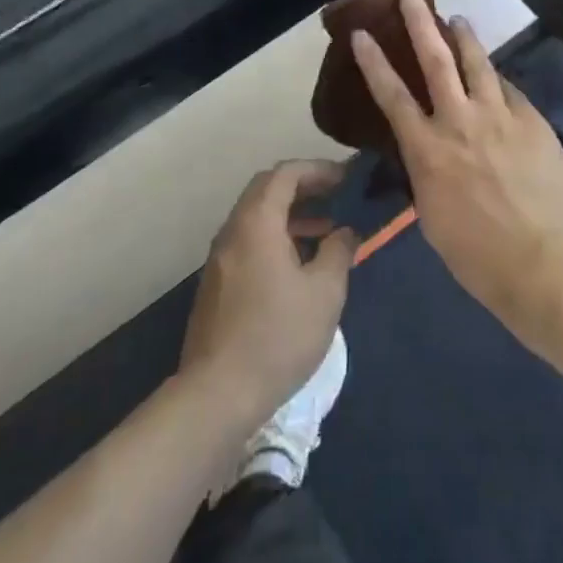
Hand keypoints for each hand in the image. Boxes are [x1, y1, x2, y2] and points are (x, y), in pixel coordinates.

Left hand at [179, 161, 357, 428]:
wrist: (217, 393)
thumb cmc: (278, 336)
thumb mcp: (324, 293)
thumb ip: (338, 252)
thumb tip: (345, 233)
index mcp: (257, 222)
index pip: (285, 174)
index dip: (317, 169)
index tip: (346, 177)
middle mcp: (233, 231)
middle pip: (266, 189)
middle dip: (303, 186)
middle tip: (335, 194)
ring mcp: (219, 258)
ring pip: (256, 217)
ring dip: (290, 213)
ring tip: (325, 229)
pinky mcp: (216, 284)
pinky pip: (248, 241)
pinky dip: (275, 236)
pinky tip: (298, 264)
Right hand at [351, 0, 562, 320]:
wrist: (547, 264)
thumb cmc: (480, 257)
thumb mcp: (435, 218)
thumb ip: (429, 174)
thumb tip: (432, 154)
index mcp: (428, 151)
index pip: (392, 96)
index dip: (374, 62)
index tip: (362, 34)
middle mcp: (460, 123)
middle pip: (436, 61)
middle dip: (420, 24)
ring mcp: (501, 118)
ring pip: (479, 64)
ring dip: (465, 38)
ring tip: (457, 19)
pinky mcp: (534, 123)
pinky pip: (512, 92)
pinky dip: (500, 81)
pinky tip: (499, 78)